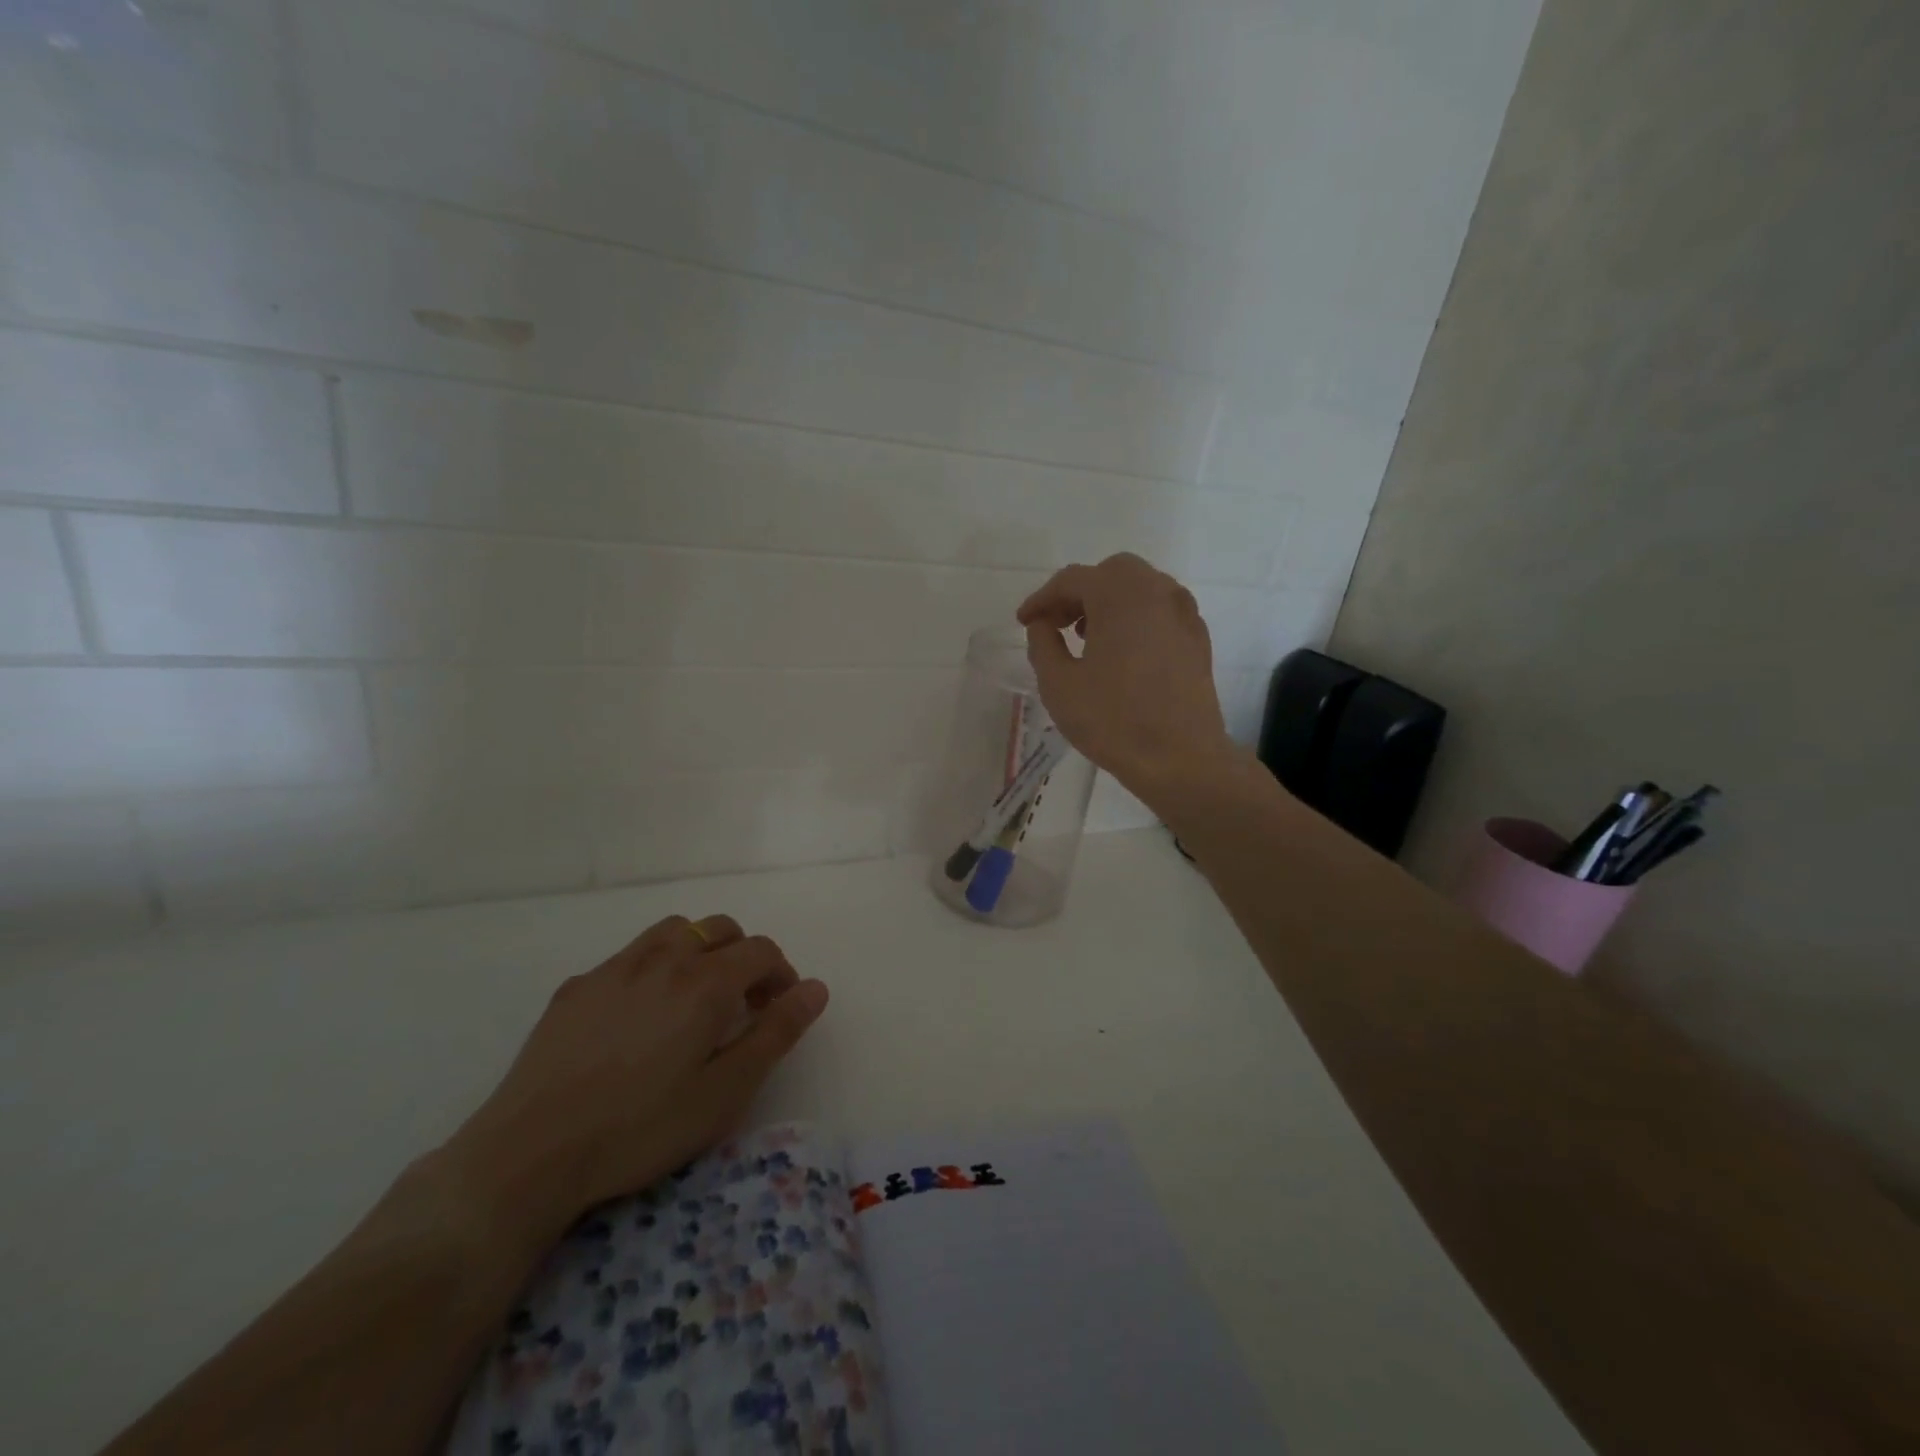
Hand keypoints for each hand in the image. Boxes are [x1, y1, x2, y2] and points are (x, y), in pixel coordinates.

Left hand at [442, 915, 827, 1246]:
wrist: (529, 1153)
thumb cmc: (641, 1128)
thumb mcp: (726, 1092)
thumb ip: (777, 1033)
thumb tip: (816, 988)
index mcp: (706, 982)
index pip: (761, 951)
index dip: (781, 974)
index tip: (778, 1010)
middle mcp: (665, 959)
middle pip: (719, 929)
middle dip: (743, 955)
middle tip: (743, 1003)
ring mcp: (615, 968)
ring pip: (673, 931)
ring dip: (698, 950)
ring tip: (694, 997)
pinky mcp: (577, 987)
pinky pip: (629, 957)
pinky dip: (652, 968)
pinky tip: (636, 1016)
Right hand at [1018, 553, 1242, 805]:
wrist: (1180, 758)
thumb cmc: (1113, 721)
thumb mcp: (1058, 685)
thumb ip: (1042, 644)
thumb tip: (1042, 624)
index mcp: (1119, 595)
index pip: (1072, 579)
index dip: (1042, 598)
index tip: (1024, 621)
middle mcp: (1156, 592)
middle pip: (1111, 573)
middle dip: (1079, 592)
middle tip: (1058, 624)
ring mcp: (1183, 613)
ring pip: (1141, 588)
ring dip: (1110, 602)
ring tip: (1088, 637)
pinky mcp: (1198, 638)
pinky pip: (1161, 610)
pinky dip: (1137, 617)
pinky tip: (1124, 651)